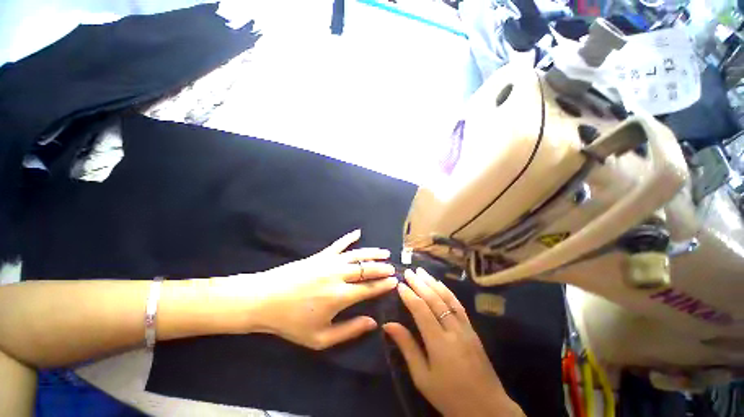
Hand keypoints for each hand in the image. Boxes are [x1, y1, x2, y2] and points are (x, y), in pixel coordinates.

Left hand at [210, 230, 397, 349]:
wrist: (264, 300)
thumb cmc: (291, 322)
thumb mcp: (320, 338)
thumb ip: (349, 331)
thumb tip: (372, 322)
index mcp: (340, 296)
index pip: (369, 288)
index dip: (384, 284)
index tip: (394, 281)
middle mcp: (338, 275)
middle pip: (366, 269)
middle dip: (382, 268)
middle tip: (393, 268)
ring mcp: (329, 262)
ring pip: (357, 254)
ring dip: (372, 253)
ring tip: (384, 252)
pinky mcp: (320, 255)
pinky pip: (338, 244)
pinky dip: (349, 238)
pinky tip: (357, 232)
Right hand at [383, 269, 523, 416]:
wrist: (487, 407)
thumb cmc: (449, 396)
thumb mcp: (422, 377)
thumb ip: (407, 348)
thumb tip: (388, 324)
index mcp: (439, 343)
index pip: (421, 310)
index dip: (409, 295)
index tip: (399, 284)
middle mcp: (453, 330)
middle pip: (434, 300)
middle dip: (420, 284)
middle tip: (408, 271)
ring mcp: (465, 328)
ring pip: (447, 298)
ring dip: (433, 282)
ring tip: (421, 271)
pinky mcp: (472, 329)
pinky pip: (458, 305)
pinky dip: (447, 291)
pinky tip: (440, 284)